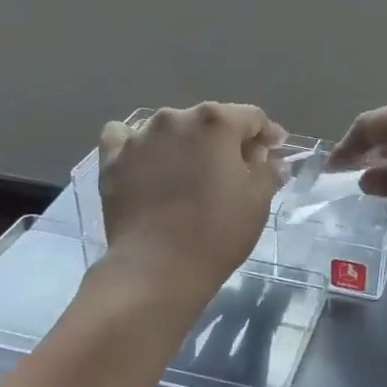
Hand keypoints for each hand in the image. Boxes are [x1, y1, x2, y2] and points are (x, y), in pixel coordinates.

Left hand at [98, 103, 284, 306]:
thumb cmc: (217, 233)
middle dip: (225, 141)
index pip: (251, 117)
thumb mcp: (258, 202)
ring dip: (184, 144)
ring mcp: (140, 137)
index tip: (274, 152)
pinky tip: (146, 164)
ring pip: (170, 129)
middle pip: (209, 121)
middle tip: (235, 169)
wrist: (158, 269)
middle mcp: (176, 118)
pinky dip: (140, 147)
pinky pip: (125, 138)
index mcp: (216, 122)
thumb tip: (270, 158)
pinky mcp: (112, 159)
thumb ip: (268, 170)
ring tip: (189, 173)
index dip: (267, 134)